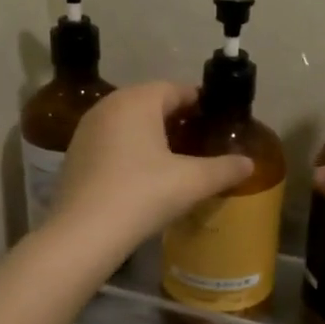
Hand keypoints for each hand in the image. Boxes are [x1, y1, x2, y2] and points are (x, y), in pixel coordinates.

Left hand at [52, 81, 253, 251]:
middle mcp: (109, 105)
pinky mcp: (75, 154)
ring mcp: (87, 129)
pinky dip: (130, 149)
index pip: (176, 89)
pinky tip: (144, 175)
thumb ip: (224, 169)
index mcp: (137, 100)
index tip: (218, 122)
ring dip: (152, 134)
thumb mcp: (191, 182)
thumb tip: (249, 164)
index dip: (201, 103)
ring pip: (129, 122)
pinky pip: (112, 140)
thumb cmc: (141, 195)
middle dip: (177, 119)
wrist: (83, 234)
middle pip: (151, 103)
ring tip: (176, 159)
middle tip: (201, 141)